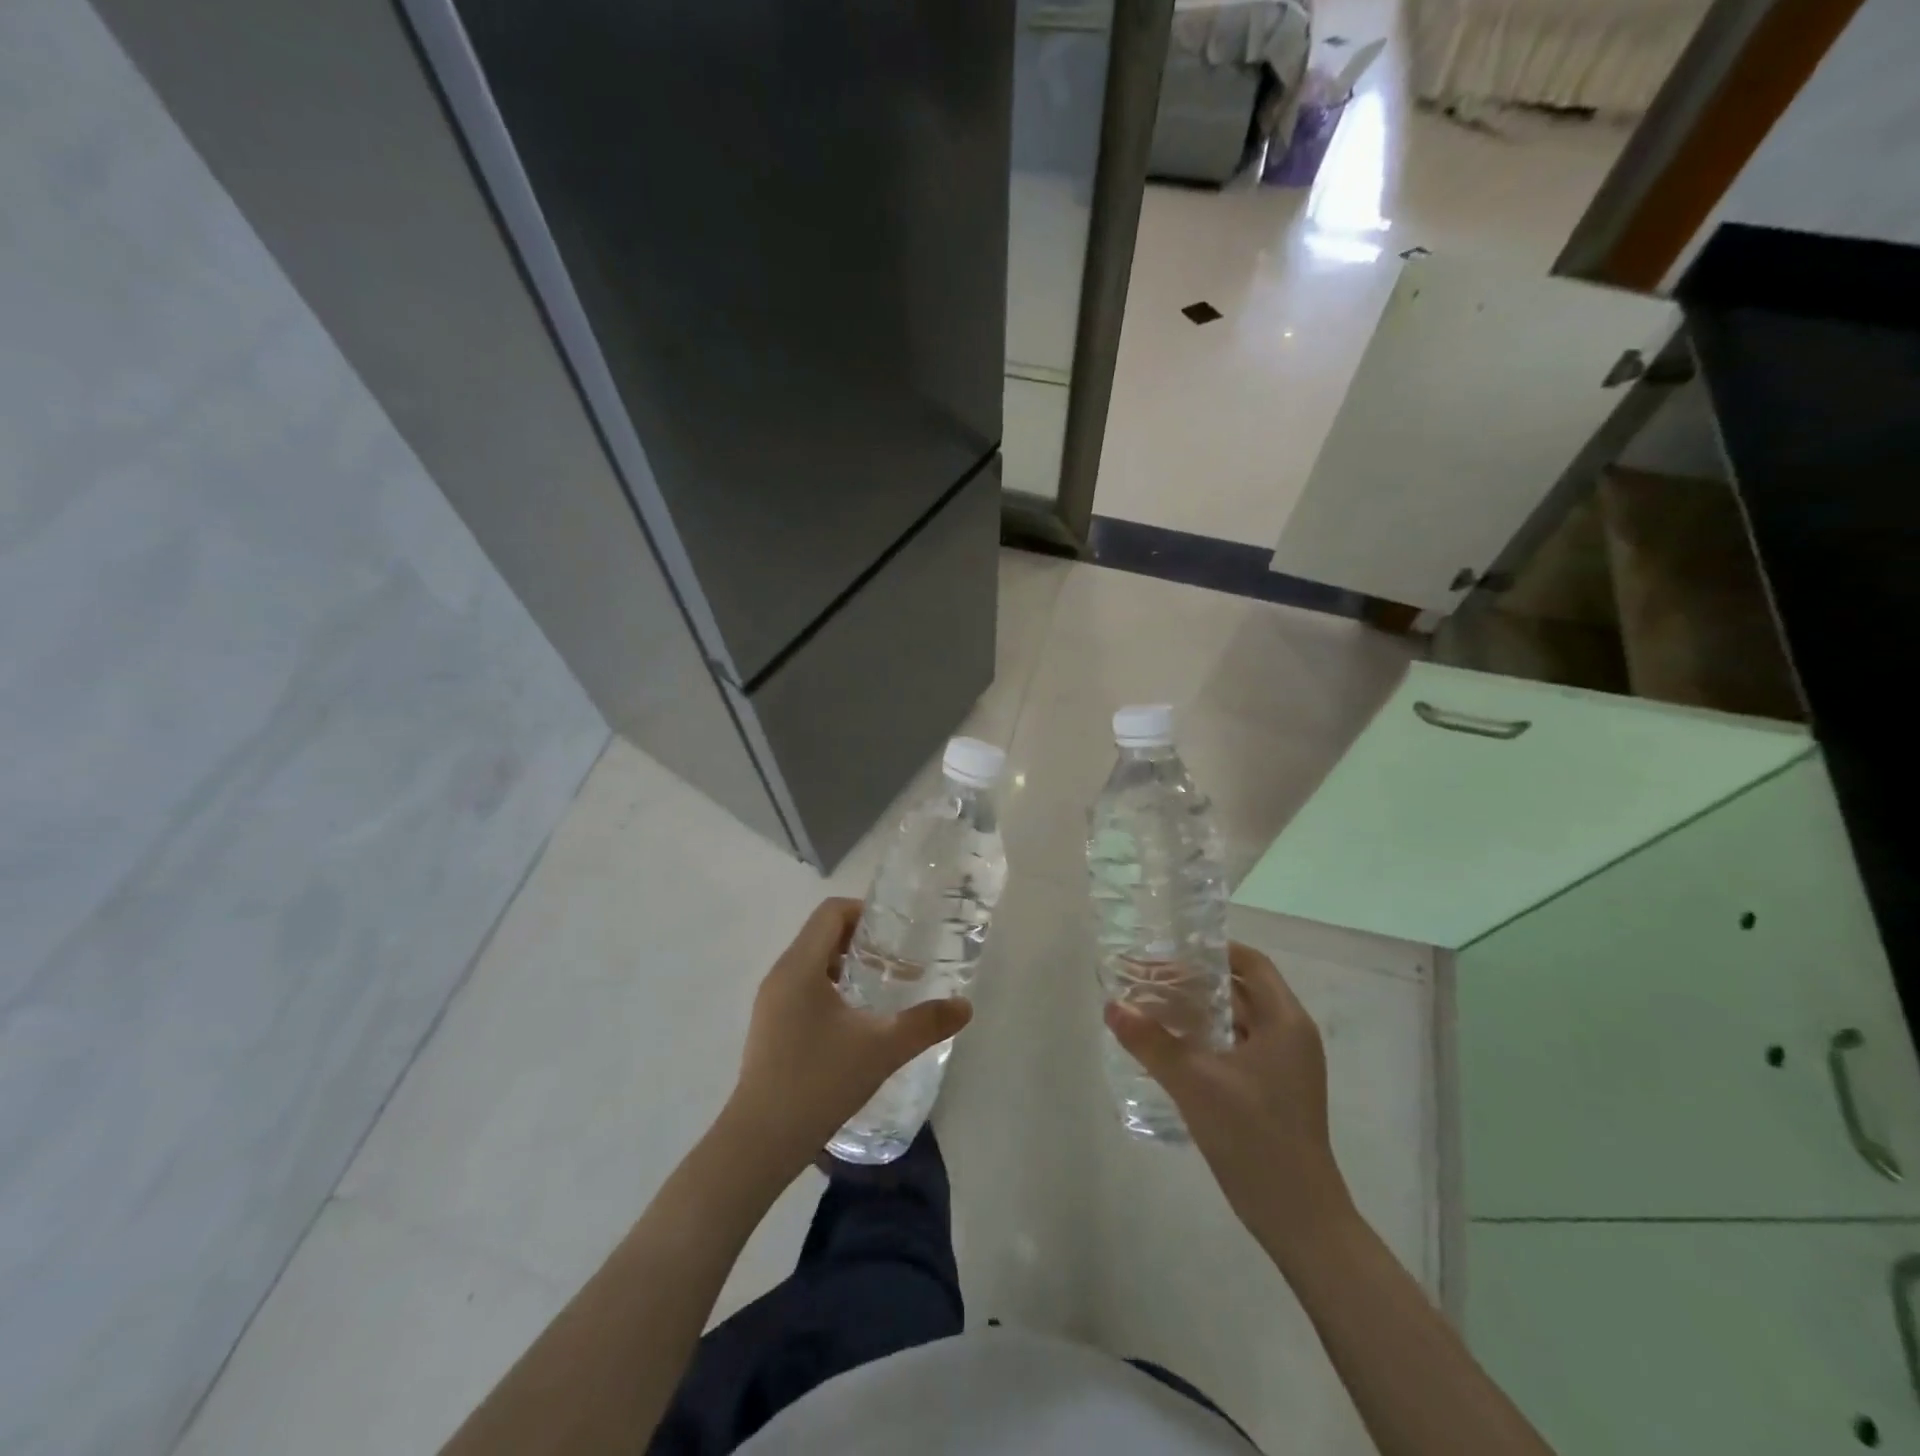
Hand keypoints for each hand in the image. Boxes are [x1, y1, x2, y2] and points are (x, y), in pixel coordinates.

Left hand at [724, 898, 972, 1174]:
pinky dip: (831, 989)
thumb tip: (965, 1006)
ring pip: (811, 963)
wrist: (761, 1142)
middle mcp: (780, 975)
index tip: (896, 933)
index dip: (865, 912)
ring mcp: (770, 1002)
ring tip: (881, 989)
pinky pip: (802, 988)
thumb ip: (925, 1024)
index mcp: (800, 966)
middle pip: (821, 934)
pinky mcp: (769, 1027)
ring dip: (846, 965)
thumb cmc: (819, 1082)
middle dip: (862, 940)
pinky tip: (855, 1022)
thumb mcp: (882, 1049)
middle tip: (897, 960)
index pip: (830, 912)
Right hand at [1106, 942, 1355, 1263]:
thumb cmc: (1254, 1138)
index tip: (1171, 948)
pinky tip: (1173, 1048)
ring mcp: (1286, 1067)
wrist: (1299, 1219)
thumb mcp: (1194, 1083)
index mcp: (1285, 1022)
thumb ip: (1151, 1042)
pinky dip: (1208, 1039)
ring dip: (1200, 1011)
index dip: (1213, 950)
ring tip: (1153, 1006)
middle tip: (1150, 977)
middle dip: (1197, 981)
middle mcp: (1291, 1036)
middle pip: (1242, 990)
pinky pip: (1239, 1048)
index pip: (1251, 963)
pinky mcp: (1275, 1092)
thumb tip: (1112, 1006)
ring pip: (1239, 1021)